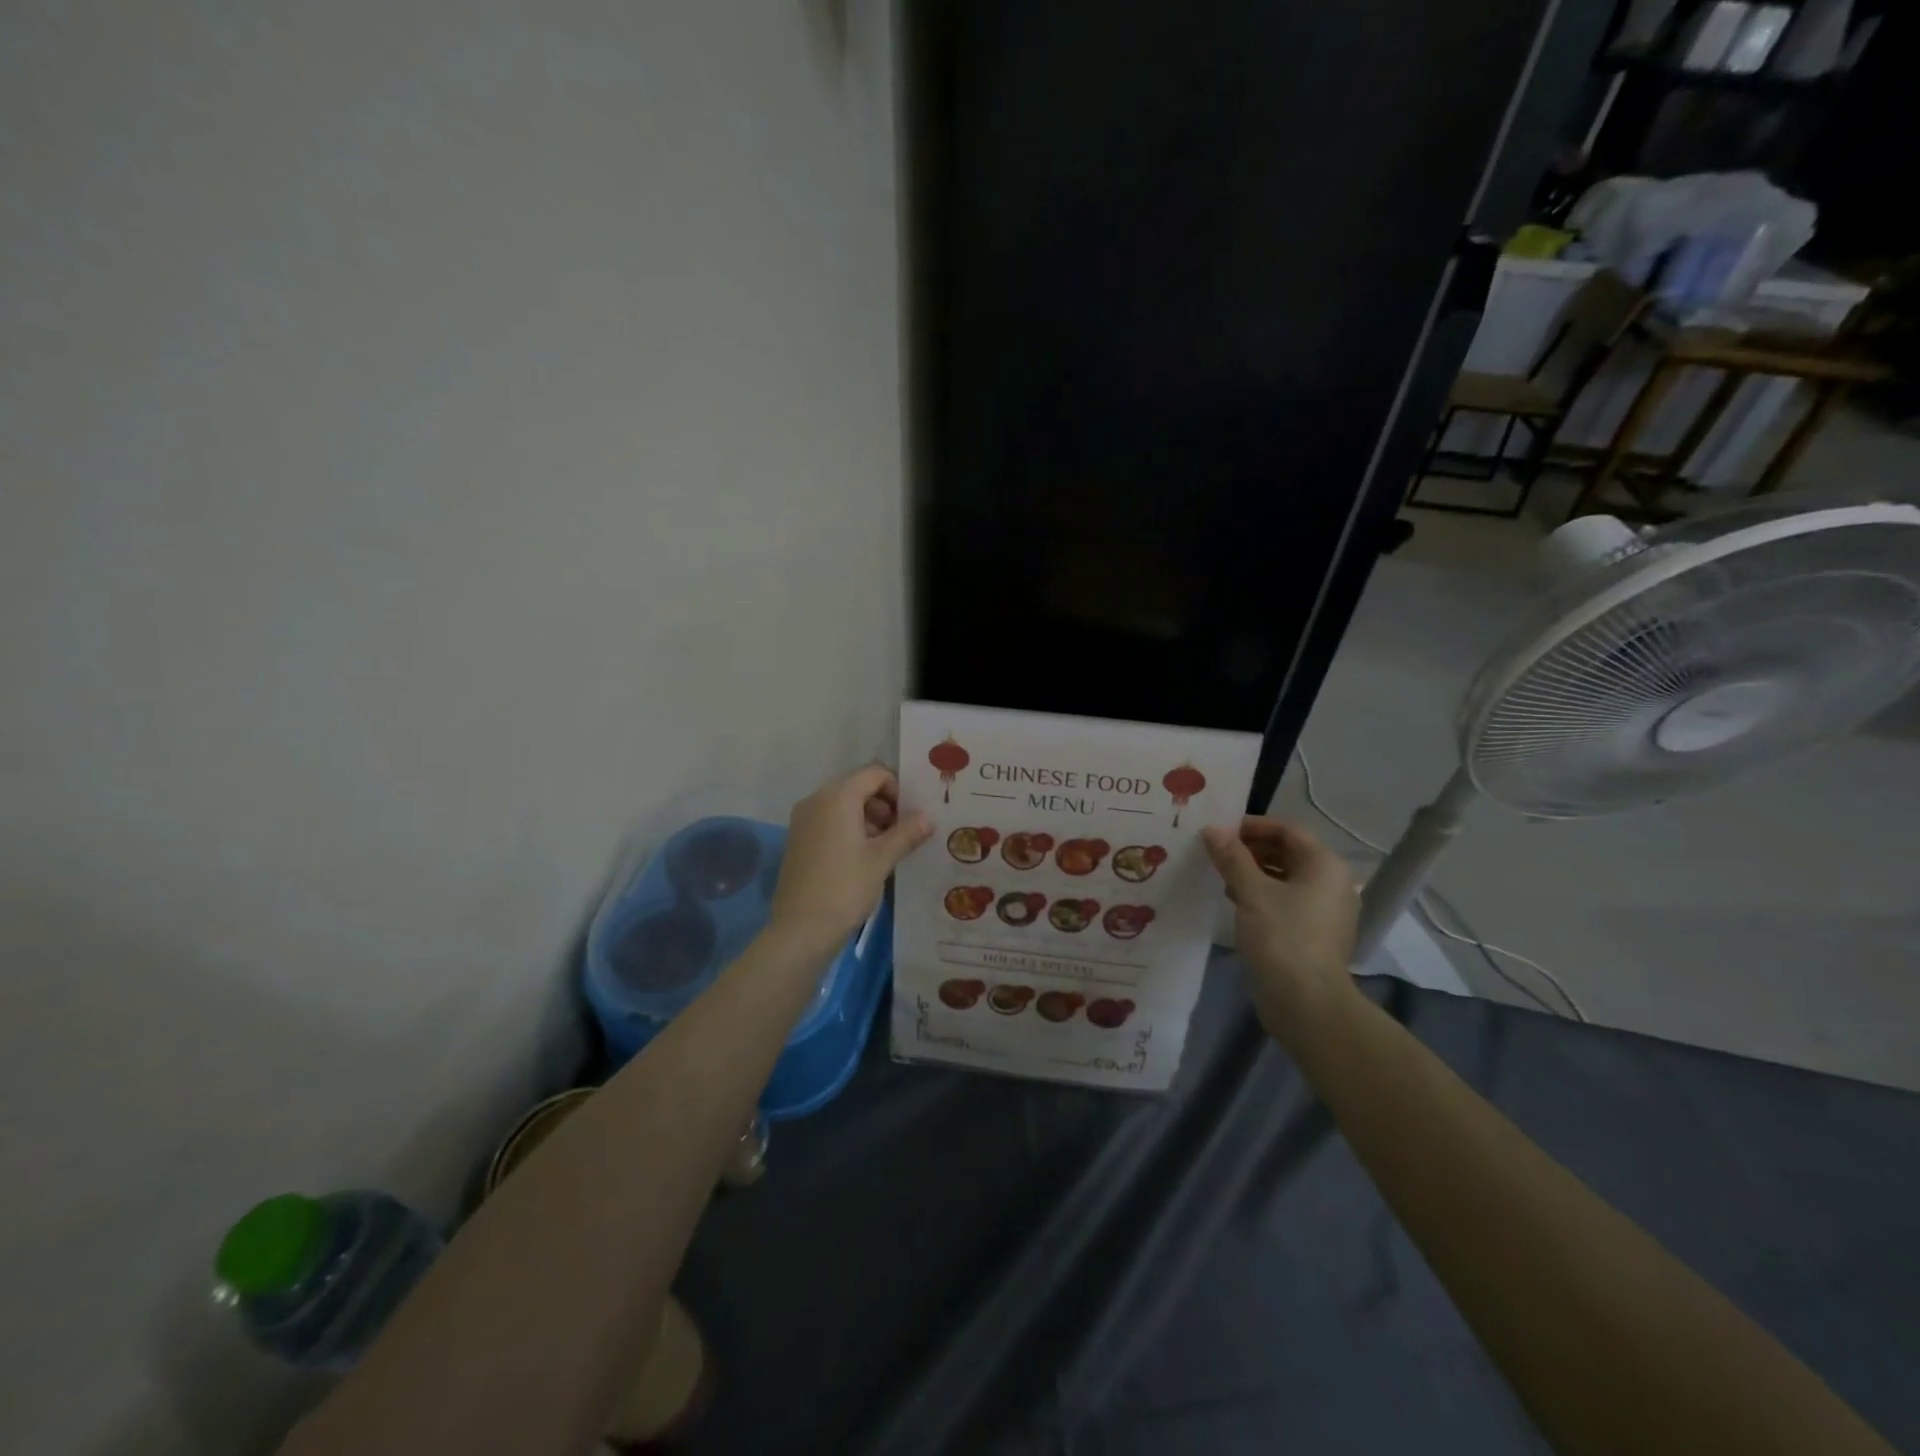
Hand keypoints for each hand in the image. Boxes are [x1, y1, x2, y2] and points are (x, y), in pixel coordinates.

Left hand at [768, 765, 931, 957]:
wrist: (801, 929)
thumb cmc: (845, 887)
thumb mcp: (882, 859)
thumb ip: (907, 833)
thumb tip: (929, 818)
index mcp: (837, 797)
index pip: (874, 774)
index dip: (898, 789)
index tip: (913, 815)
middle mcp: (816, 800)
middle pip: (858, 787)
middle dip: (884, 805)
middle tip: (905, 832)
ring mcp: (803, 820)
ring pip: (843, 805)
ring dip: (869, 818)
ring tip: (888, 848)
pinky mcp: (798, 840)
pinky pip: (830, 822)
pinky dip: (850, 830)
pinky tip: (865, 857)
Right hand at [1202, 816, 1359, 1043]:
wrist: (1305, 1002)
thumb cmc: (1281, 936)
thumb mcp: (1250, 891)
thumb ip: (1231, 857)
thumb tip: (1211, 829)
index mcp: (1325, 865)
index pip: (1288, 830)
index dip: (1253, 826)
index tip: (1220, 830)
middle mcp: (1332, 883)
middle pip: (1289, 853)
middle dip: (1251, 849)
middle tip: (1216, 851)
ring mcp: (1326, 911)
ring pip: (1286, 879)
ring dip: (1254, 872)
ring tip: (1220, 875)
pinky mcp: (1315, 934)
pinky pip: (1287, 901)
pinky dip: (1263, 895)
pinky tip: (1235, 901)